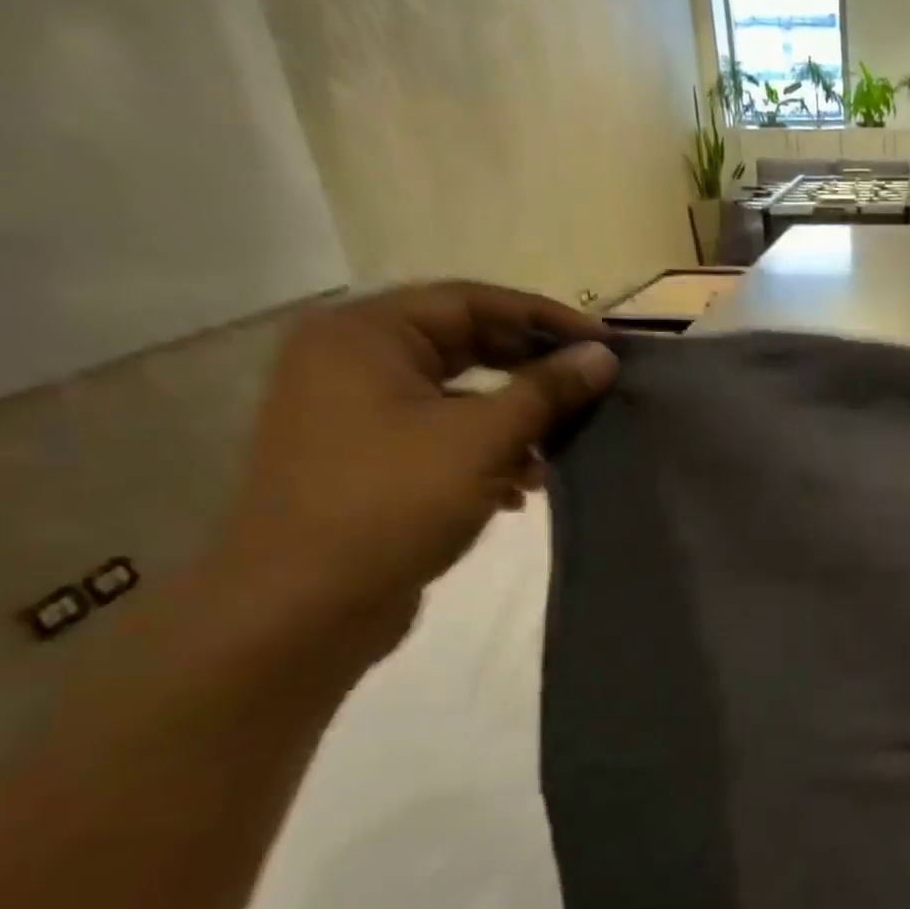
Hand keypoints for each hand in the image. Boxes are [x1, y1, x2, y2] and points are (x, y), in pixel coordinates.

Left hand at [211, 281, 616, 649]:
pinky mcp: (367, 459)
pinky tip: (520, 489)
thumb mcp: (482, 439)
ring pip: (458, 395)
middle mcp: (352, 361)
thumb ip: (546, 391)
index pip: (472, 301)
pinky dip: (487, 452)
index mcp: (365, 335)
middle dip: (533, 371)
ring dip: (516, 418)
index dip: (546, 320)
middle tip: (592, 389)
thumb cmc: (392, 502)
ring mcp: (354, 412)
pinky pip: (441, 434)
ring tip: (560, 450)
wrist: (302, 606)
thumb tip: (602, 357)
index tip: (606, 345)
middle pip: (465, 344)